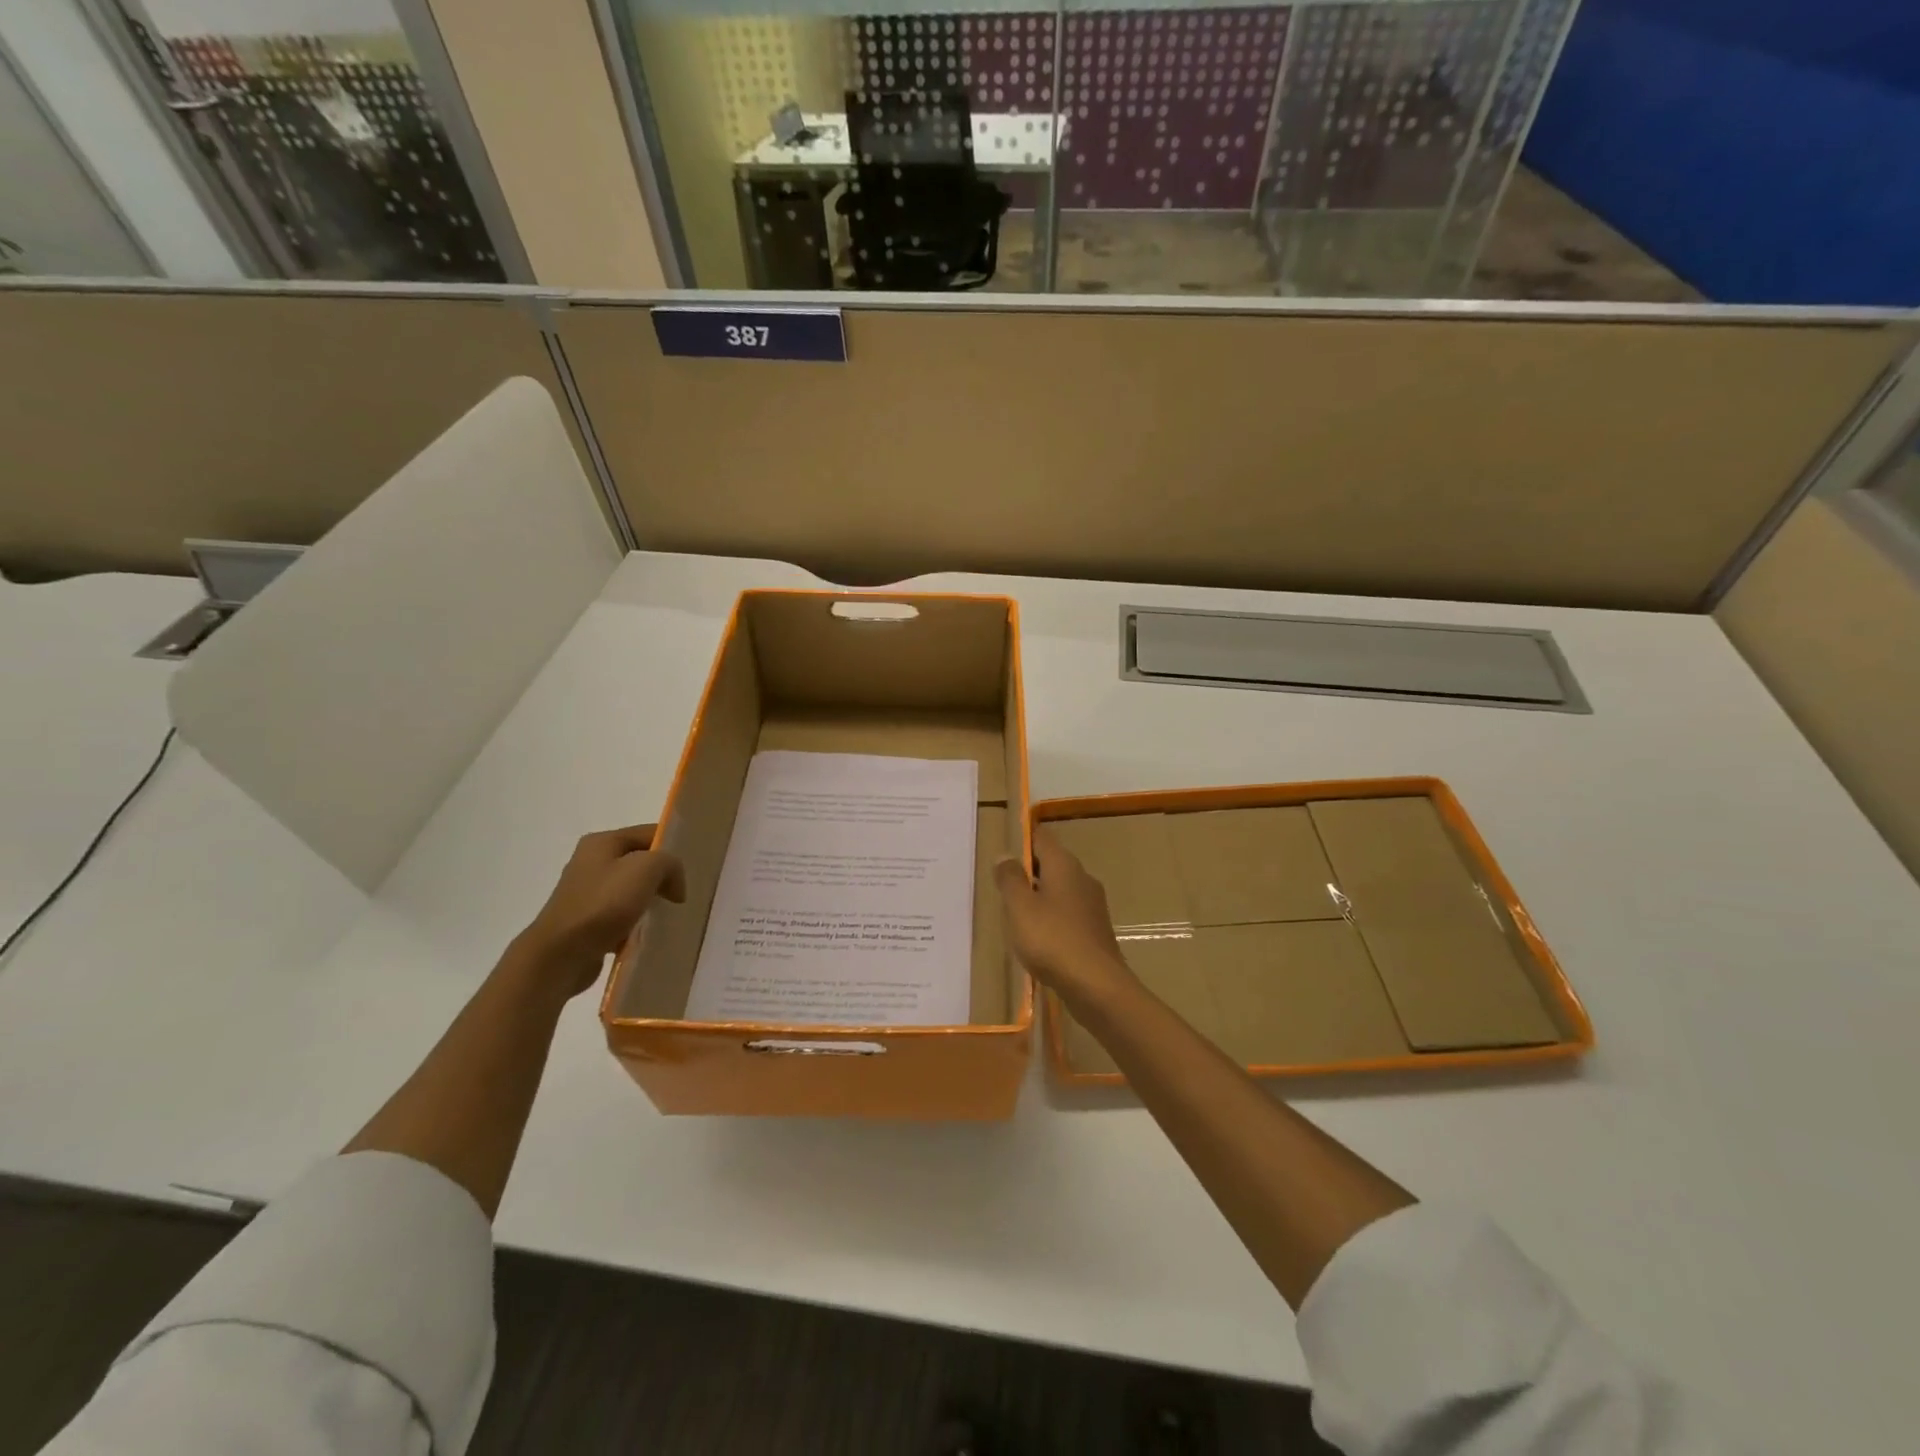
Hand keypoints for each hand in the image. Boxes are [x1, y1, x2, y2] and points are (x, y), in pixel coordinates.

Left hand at [516, 825, 686, 996]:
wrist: (560, 956)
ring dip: (651, 902)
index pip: (649, 833)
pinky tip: (646, 934)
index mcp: (601, 842)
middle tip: (683, 894)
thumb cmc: (603, 904)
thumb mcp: (647, 869)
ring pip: (633, 890)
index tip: (692, 870)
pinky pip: (621, 915)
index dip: (673, 847)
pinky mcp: (586, 920)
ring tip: (668, 915)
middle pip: (641, 862)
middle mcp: (591, 862)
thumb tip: (674, 884)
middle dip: (663, 877)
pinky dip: (635, 923)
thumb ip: (670, 864)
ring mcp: (587, 892)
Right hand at [993, 826, 1135, 1005]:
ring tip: (1015, 917)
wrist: (1097, 986)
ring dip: (1039, 898)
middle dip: (1028, 873)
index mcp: (1064, 865)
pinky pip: (1068, 915)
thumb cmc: (1052, 939)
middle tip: (1002, 889)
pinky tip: (1038, 941)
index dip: (1023, 840)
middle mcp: (1083, 878)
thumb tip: (1005, 855)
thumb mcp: (1019, 907)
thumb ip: (1010, 879)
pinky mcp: (1096, 931)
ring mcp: (1093, 905)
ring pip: (1060, 891)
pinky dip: (1051, 920)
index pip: (1043, 838)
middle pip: (1052, 864)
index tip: (1004, 854)